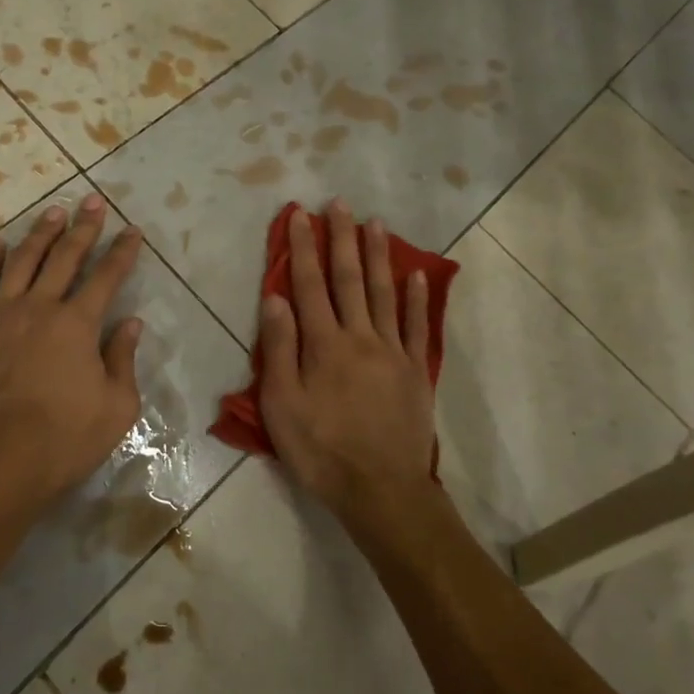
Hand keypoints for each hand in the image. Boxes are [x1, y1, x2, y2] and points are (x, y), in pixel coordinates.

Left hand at [0, 194, 146, 518]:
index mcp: (79, 324)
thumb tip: (130, 324)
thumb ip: (123, 360)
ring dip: (39, 235)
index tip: (132, 230)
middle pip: (65, 258)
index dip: (122, 252)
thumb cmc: (63, 439)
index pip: (107, 277)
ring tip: (52, 212)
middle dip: (83, 228)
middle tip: (92, 201)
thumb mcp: (116, 408)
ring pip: (22, 263)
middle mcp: (40, 308)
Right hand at [260, 201, 437, 517]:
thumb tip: (275, 297)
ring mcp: (393, 351)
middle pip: (349, 279)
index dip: (303, 248)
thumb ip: (280, 348)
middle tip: (339, 203)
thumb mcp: (282, 405)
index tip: (300, 215)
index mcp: (324, 344)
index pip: (309, 285)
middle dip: (341, 239)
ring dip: (379, 256)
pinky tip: (417, 275)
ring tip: (376, 223)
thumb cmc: (322, 450)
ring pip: (385, 293)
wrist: (381, 490)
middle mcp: (360, 337)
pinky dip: (417, 298)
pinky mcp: (415, 371)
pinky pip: (417, 327)